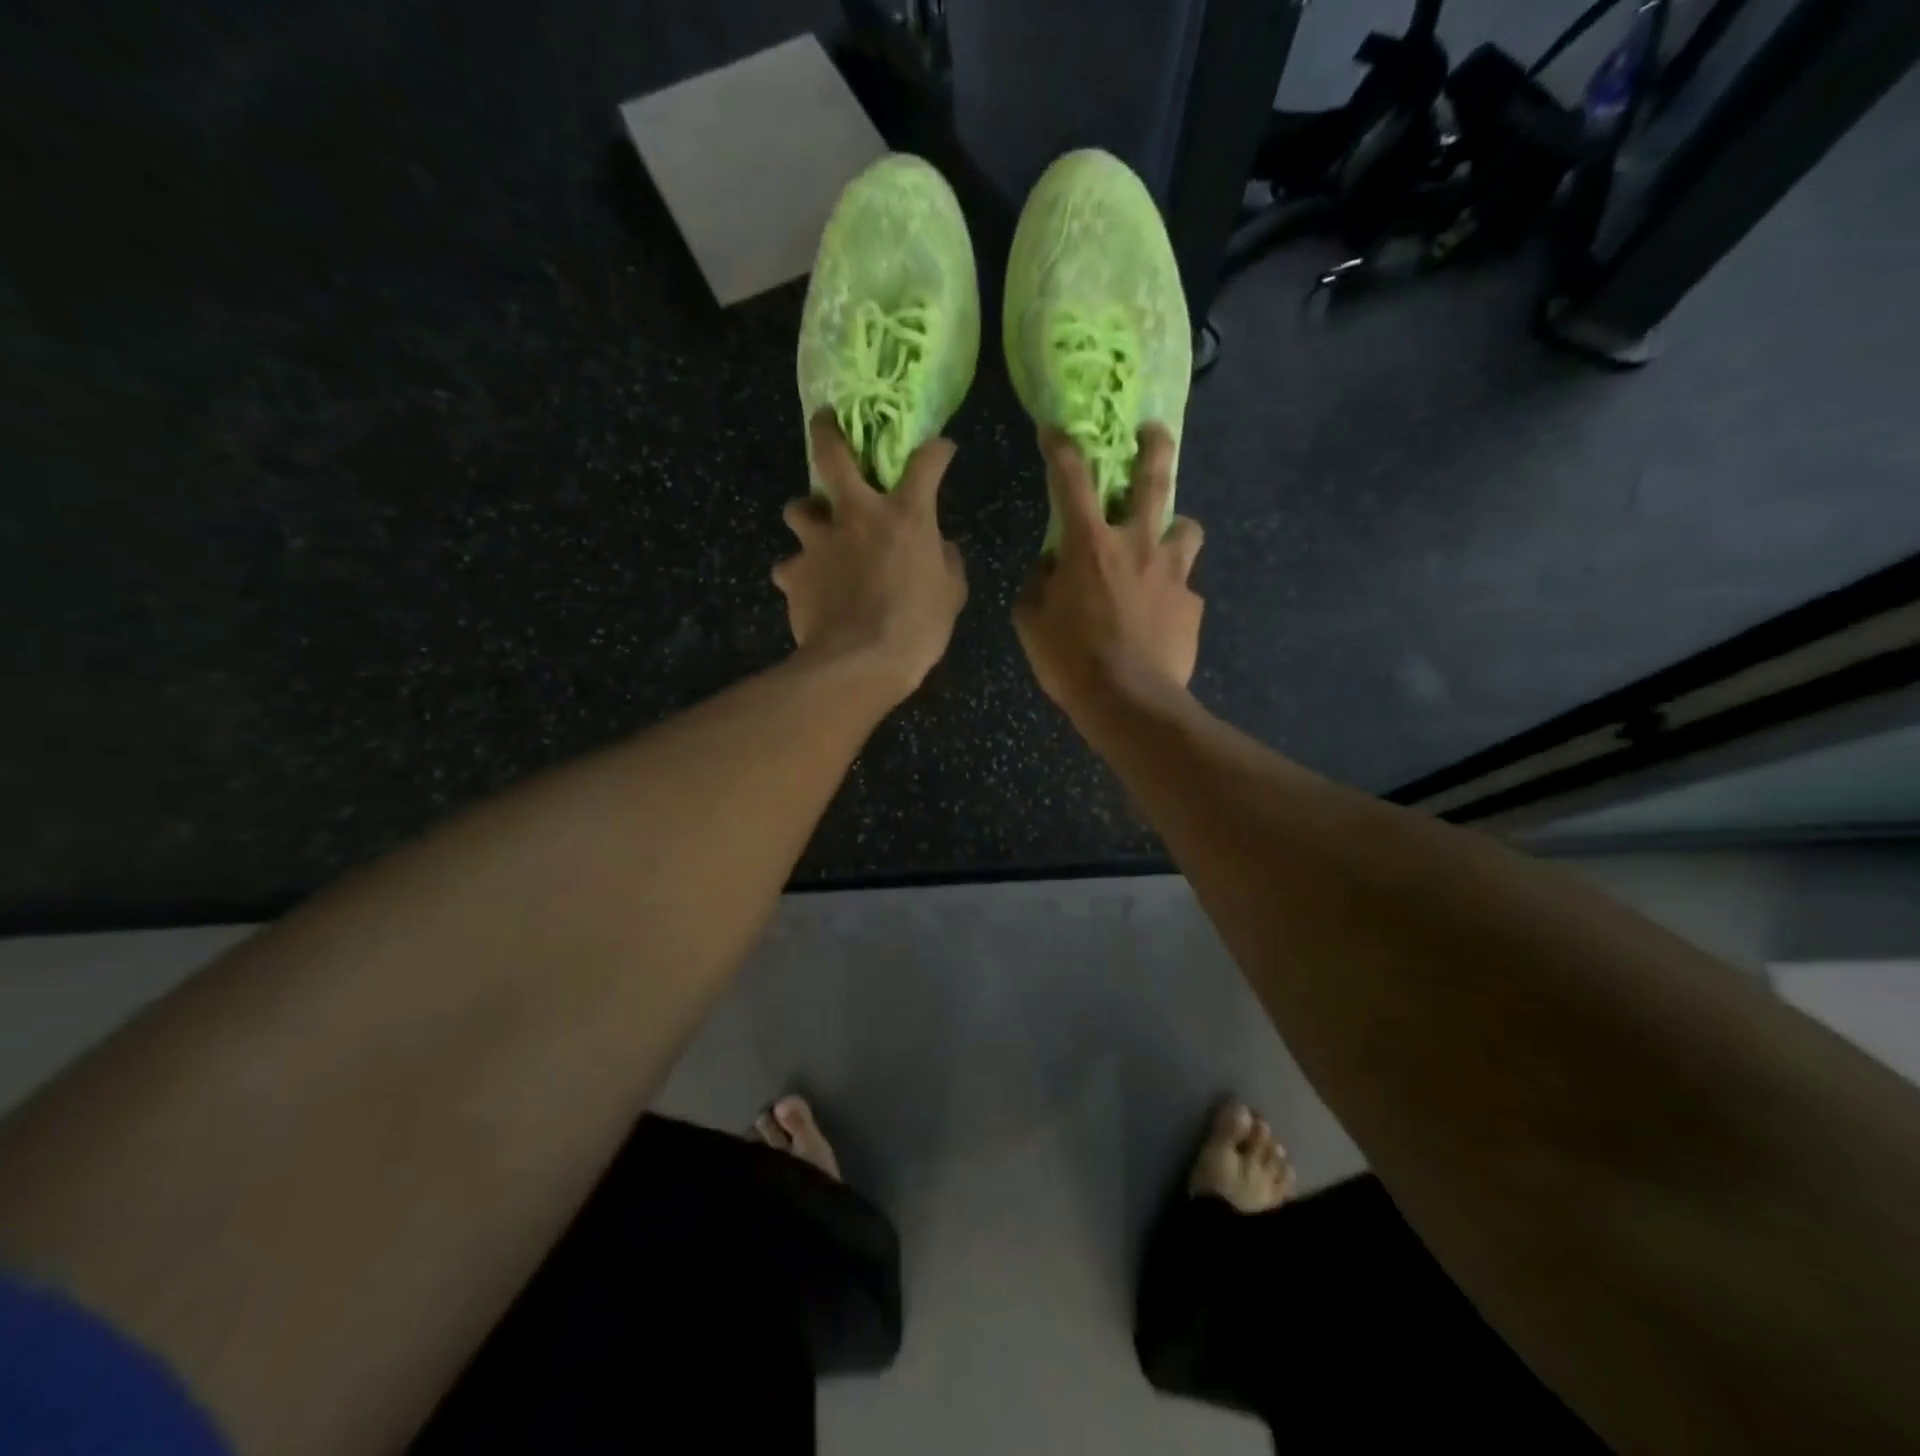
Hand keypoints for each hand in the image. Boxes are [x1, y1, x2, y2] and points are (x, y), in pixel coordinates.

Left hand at [774, 413, 968, 701]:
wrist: (860, 663)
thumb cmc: (917, 628)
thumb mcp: (951, 595)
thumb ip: (945, 561)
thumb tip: (938, 547)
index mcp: (904, 516)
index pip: (926, 464)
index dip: (936, 451)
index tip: (941, 450)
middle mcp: (856, 515)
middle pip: (832, 455)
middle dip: (827, 432)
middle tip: (824, 422)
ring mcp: (818, 542)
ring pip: (797, 509)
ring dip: (808, 515)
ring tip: (816, 533)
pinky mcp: (793, 573)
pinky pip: (790, 567)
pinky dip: (799, 574)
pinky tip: (809, 590)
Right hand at [1013, 424, 1202, 714]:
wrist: (1129, 701)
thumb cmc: (1070, 660)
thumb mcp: (1032, 622)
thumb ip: (1038, 585)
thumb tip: (1050, 568)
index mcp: (1090, 545)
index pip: (1071, 480)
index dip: (1061, 449)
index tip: (1055, 430)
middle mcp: (1137, 545)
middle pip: (1154, 481)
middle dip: (1154, 448)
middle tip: (1155, 432)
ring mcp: (1172, 573)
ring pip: (1188, 528)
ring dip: (1176, 528)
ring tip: (1166, 542)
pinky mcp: (1191, 605)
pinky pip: (1184, 587)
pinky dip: (1172, 592)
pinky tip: (1161, 616)